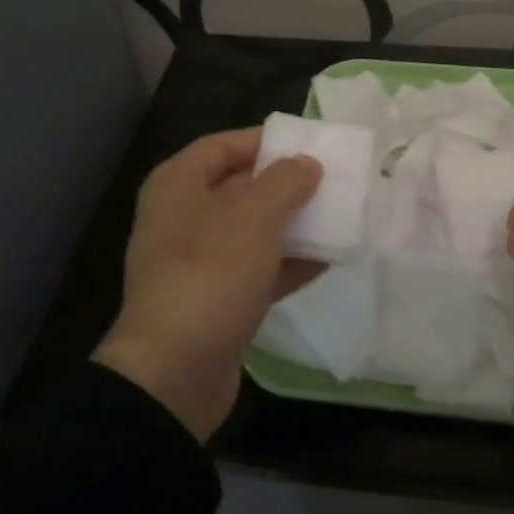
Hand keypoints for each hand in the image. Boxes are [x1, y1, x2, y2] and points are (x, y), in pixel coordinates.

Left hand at [95, 128, 323, 441]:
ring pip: (252, 230)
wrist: (174, 372)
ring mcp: (198, 262)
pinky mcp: (216, 299)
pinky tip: (328, 260)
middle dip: (286, 185)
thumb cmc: (211, 275)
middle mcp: (183, 217)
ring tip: (339, 218)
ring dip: (293, 225)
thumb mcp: (254, 217)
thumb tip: (306, 164)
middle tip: (332, 182)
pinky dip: (288, 263)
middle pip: (240, 187)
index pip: (223, 145)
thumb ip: (286, 181)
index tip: (310, 146)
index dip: (265, 141)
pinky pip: (257, 269)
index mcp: (178, 186)